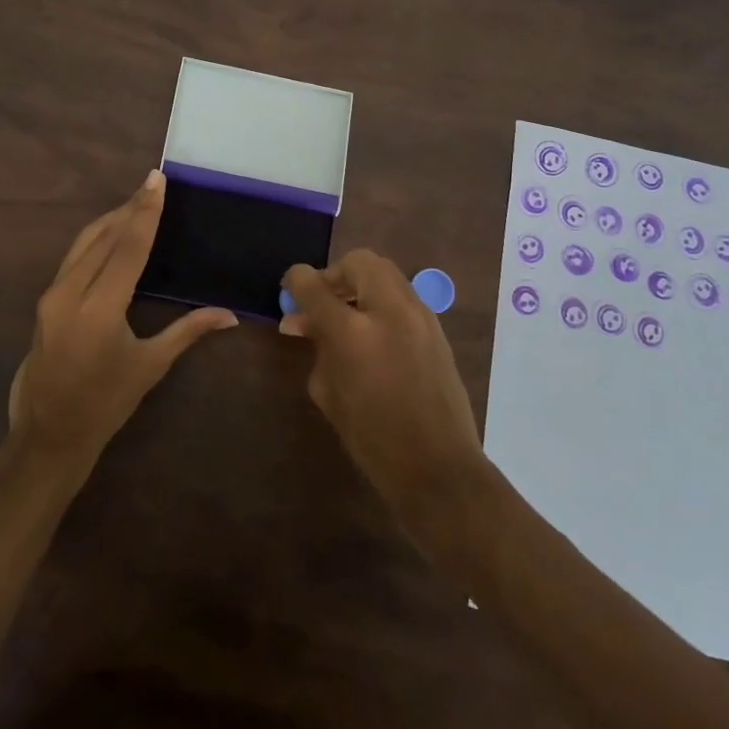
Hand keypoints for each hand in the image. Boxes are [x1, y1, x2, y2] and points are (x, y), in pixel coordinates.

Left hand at [6, 171, 236, 474]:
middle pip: (103, 237)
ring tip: (137, 201)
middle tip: (153, 184)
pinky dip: (96, 238)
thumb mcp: (150, 366)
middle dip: (130, 208)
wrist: (49, 433)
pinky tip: (113, 232)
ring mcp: (52, 295)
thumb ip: (188, 331)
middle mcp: (70, 293)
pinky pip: (74, 256)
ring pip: (83, 242)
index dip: (145, 212)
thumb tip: (230, 315)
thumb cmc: (105, 404)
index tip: (157, 180)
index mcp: (99, 310)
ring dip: (111, 219)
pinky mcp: (46, 300)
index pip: (127, 248)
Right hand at [282, 251, 484, 538]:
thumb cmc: (372, 438)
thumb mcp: (328, 393)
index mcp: (352, 332)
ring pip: (385, 272)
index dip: (296, 280)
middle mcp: (388, 311)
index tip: (290, 289)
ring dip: (361, 284)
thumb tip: (304, 323)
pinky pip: (403, 294)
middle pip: (358, 261)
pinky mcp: (437, 328)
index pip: (313, 284)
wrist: (438, 467)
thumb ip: (316, 347)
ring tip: (348, 314)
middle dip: (335, 274)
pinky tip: (374, 332)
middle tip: (324, 301)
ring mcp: (419, 316)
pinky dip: (382, 300)